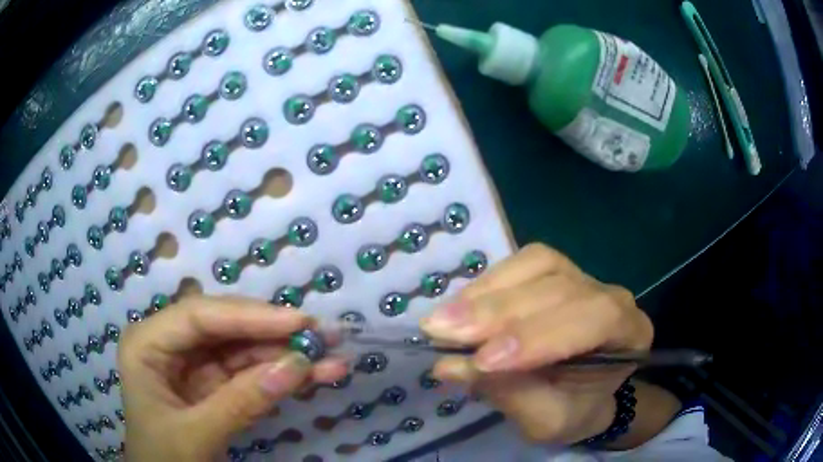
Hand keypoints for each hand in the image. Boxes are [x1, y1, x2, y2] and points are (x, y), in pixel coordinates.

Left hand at [118, 297, 347, 461]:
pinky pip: (251, 373)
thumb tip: (296, 367)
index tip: (299, 323)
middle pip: (226, 327)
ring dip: (288, 354)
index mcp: (147, 344)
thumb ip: (241, 403)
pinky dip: (283, 375)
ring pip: (245, 349)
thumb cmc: (163, 458)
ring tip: (333, 357)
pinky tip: (316, 375)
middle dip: (275, 333)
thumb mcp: (196, 437)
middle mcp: (170, 344)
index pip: (198, 317)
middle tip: (325, 334)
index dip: (249, 316)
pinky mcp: (215, 384)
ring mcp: (194, 364)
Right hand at [421, 244, 653, 444]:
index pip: (595, 319)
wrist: (582, 393)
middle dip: (499, 313)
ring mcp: (582, 276)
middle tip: (442, 333)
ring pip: (539, 265)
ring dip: (487, 293)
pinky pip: (521, 263)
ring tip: (443, 320)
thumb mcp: (547, 421)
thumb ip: (511, 394)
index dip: (538, 335)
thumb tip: (452, 364)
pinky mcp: (554, 270)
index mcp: (630, 333)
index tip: (484, 361)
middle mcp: (611, 295)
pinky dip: (486, 284)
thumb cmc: (573, 411)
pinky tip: (458, 306)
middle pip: (560, 288)